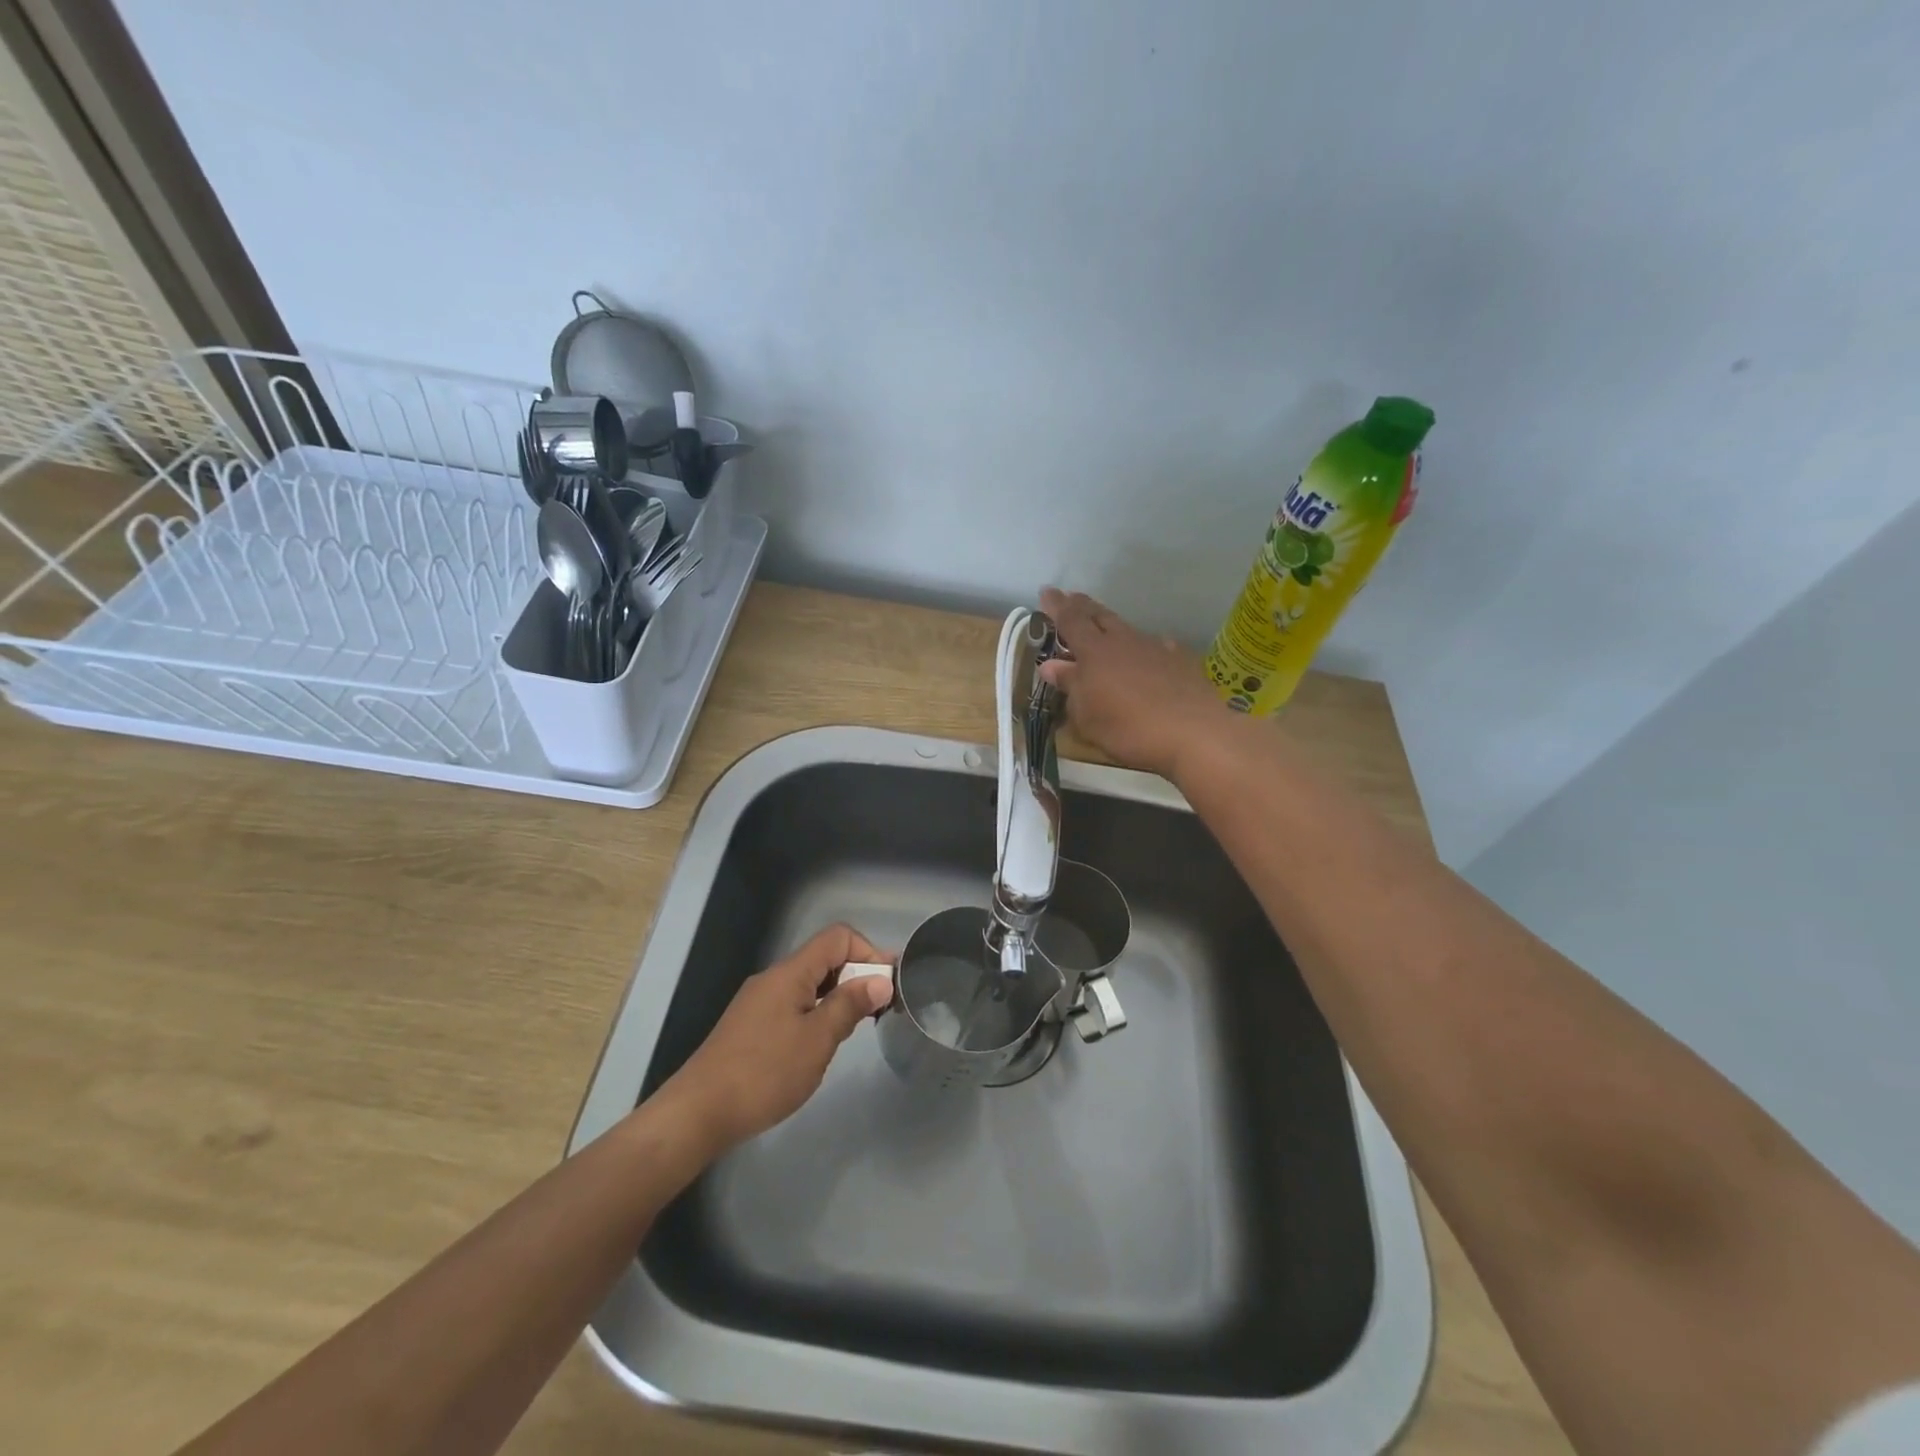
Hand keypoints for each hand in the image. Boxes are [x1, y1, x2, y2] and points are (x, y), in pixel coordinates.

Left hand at [662, 924, 893, 1149]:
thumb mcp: (817, 1040)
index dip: (868, 952)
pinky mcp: (751, 1025)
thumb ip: (850, 1005)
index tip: (887, 985)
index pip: (837, 937)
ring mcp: (759, 1001)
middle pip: (824, 957)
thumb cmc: (764, 1073)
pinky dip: (816, 1012)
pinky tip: (821, 1044)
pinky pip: (794, 1003)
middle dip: (856, 975)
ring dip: (837, 996)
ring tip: (855, 1028)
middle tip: (878, 1009)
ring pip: (809, 983)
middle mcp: (774, 978)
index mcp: (790, 973)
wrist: (699, 1112)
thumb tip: (880, 980)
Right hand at [1038, 588, 1227, 780]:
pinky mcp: (1180, 661)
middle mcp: (1124, 641)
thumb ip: (1070, 686)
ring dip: (1112, 626)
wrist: (1193, 733)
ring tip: (1104, 627)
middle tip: (1071, 598)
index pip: (1071, 621)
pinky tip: (1147, 654)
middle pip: (1100, 616)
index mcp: (1095, 652)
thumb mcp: (1087, 716)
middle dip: (1082, 606)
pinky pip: (1156, 645)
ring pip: (1127, 629)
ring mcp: (1155, 648)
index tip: (1047, 592)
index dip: (1057, 607)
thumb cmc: (1128, 728)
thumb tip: (1052, 666)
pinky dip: (1143, 647)